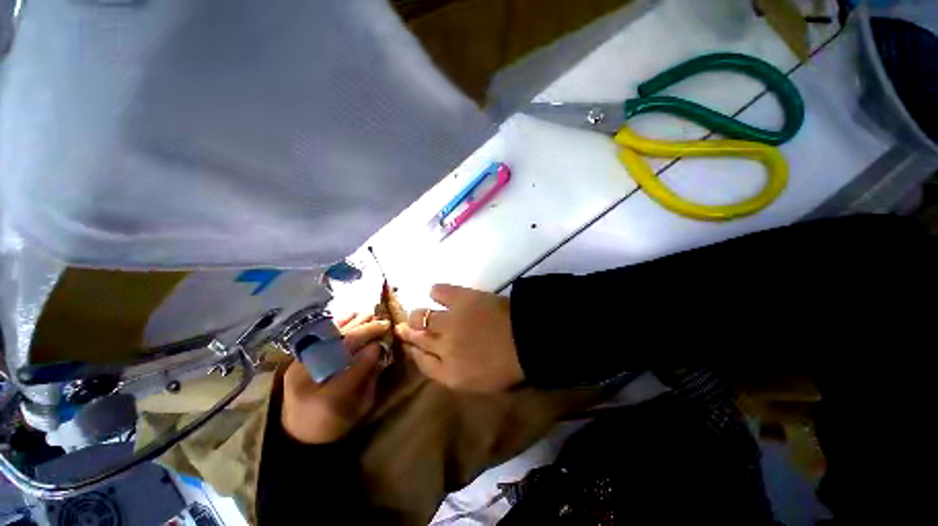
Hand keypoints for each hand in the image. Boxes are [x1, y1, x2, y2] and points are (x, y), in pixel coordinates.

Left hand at [281, 314, 388, 443]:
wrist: (298, 433)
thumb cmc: (335, 423)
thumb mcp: (359, 408)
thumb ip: (370, 379)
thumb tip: (379, 350)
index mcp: (329, 399)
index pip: (354, 368)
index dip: (371, 352)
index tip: (385, 341)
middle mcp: (310, 380)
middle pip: (340, 347)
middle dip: (365, 331)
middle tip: (383, 322)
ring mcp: (299, 368)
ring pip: (328, 338)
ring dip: (352, 324)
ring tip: (370, 315)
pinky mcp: (296, 360)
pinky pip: (317, 337)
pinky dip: (335, 324)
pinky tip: (350, 315)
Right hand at [395, 284, 523, 392]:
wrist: (528, 339)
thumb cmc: (508, 365)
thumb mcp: (478, 382)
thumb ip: (452, 372)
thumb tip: (435, 356)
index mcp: (449, 373)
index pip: (421, 361)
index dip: (414, 350)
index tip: (411, 343)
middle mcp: (443, 347)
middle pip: (417, 337)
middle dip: (410, 332)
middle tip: (410, 325)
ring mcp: (450, 321)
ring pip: (421, 316)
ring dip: (418, 315)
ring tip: (422, 312)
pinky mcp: (461, 299)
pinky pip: (439, 291)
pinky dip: (435, 291)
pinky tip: (436, 293)